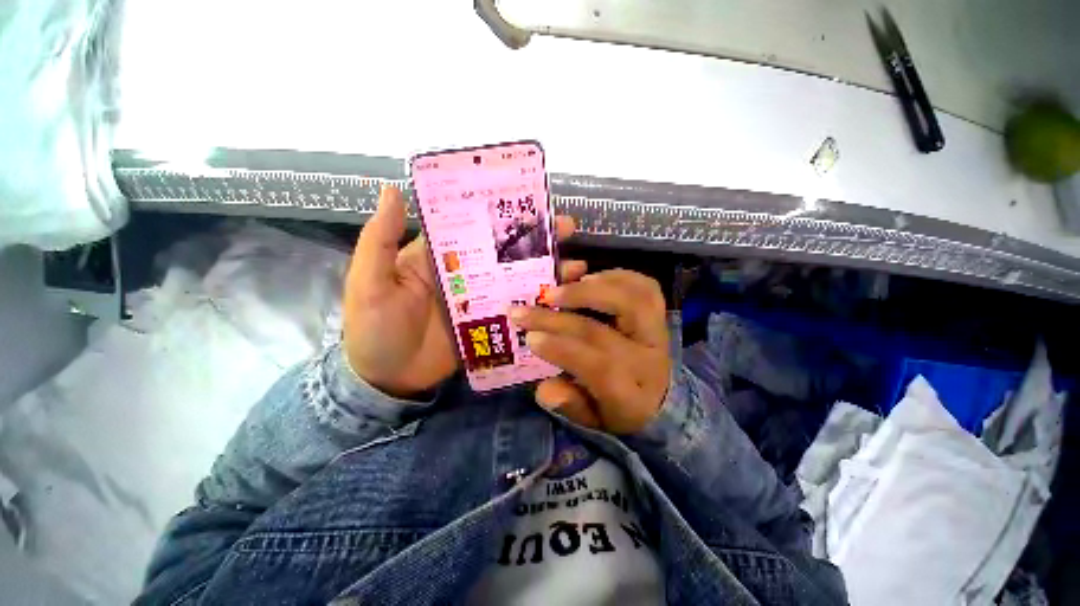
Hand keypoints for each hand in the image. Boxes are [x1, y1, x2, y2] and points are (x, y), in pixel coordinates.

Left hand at [343, 185, 578, 397]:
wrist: (387, 379)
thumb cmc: (372, 327)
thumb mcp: (370, 281)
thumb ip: (382, 240)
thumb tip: (393, 189)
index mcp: (441, 255)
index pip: (477, 226)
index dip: (504, 213)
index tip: (534, 202)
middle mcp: (467, 273)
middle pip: (507, 252)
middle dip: (538, 240)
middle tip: (569, 229)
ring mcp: (482, 301)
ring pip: (519, 280)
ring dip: (547, 272)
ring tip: (578, 266)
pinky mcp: (490, 325)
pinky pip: (518, 311)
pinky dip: (540, 305)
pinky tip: (563, 301)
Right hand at [509, 270, 670, 433]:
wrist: (662, 399)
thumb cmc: (619, 409)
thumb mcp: (594, 422)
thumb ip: (571, 406)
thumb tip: (544, 389)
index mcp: (631, 395)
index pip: (598, 368)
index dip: (562, 350)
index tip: (530, 337)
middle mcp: (649, 361)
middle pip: (603, 332)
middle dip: (558, 319)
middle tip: (526, 309)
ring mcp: (658, 332)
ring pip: (629, 301)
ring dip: (589, 290)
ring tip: (557, 289)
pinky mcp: (660, 314)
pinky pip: (644, 287)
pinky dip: (615, 276)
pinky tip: (589, 277)